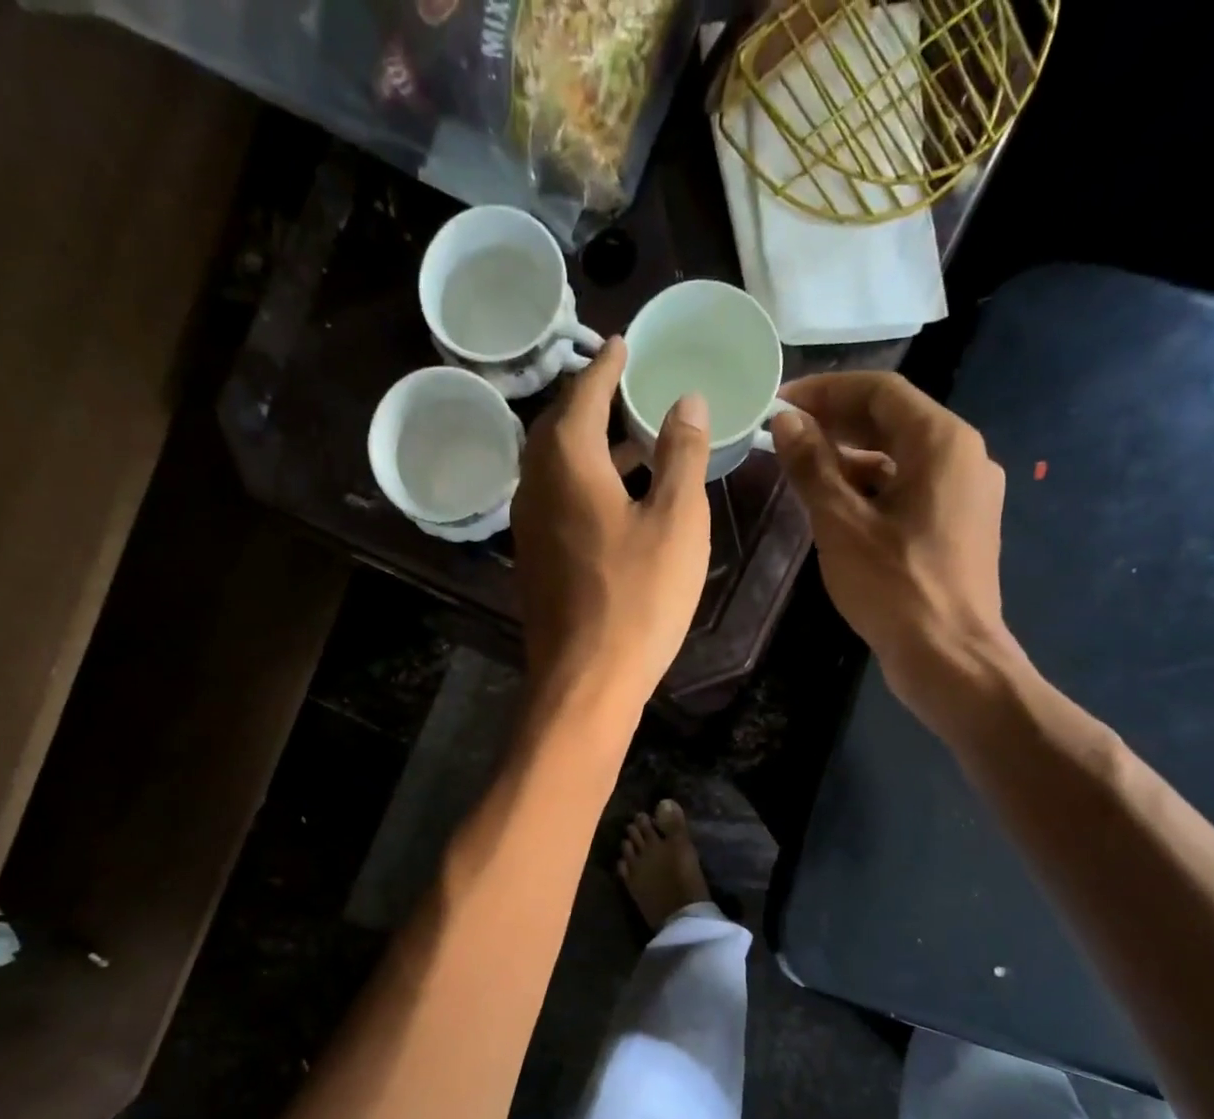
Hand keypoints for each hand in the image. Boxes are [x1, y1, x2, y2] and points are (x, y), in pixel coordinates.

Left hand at [513, 337, 711, 722]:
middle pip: (560, 425)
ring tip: (633, 439)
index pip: (585, 391)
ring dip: (590, 445)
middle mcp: (535, 484)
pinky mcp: (534, 559)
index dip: (607, 365)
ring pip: (556, 465)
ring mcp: (528, 525)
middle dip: (593, 401)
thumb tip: (685, 400)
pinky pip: (556, 499)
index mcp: (567, 460)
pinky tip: (616, 498)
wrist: (584, 680)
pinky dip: (584, 481)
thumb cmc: (637, 597)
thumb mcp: (675, 520)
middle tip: (628, 388)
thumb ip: (680, 453)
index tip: (625, 343)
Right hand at [770, 372, 1013, 722]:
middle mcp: (963, 456)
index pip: (879, 391)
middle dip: (836, 423)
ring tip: (802, 472)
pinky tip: (836, 508)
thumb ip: (812, 467)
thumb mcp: (841, 524)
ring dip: (851, 458)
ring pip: (901, 457)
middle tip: (784, 435)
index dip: (825, 390)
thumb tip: (785, 421)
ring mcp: (966, 493)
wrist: (949, 657)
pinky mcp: (959, 525)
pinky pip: (910, 489)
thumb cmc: (894, 587)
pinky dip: (872, 489)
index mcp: (941, 442)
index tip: (779, 404)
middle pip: (893, 420)